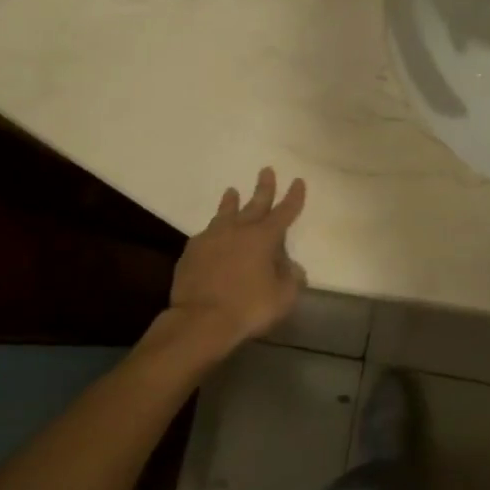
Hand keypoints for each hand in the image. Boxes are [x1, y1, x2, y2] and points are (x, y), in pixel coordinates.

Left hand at [167, 168, 307, 350]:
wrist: (201, 319)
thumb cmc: (249, 307)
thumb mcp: (283, 297)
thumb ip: (291, 278)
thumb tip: (292, 266)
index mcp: (264, 238)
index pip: (284, 212)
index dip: (293, 198)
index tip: (298, 181)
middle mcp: (238, 230)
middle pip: (254, 204)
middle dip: (263, 188)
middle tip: (266, 170)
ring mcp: (212, 238)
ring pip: (225, 213)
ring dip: (231, 202)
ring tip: (232, 191)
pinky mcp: (192, 251)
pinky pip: (206, 234)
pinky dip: (214, 230)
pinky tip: (211, 232)